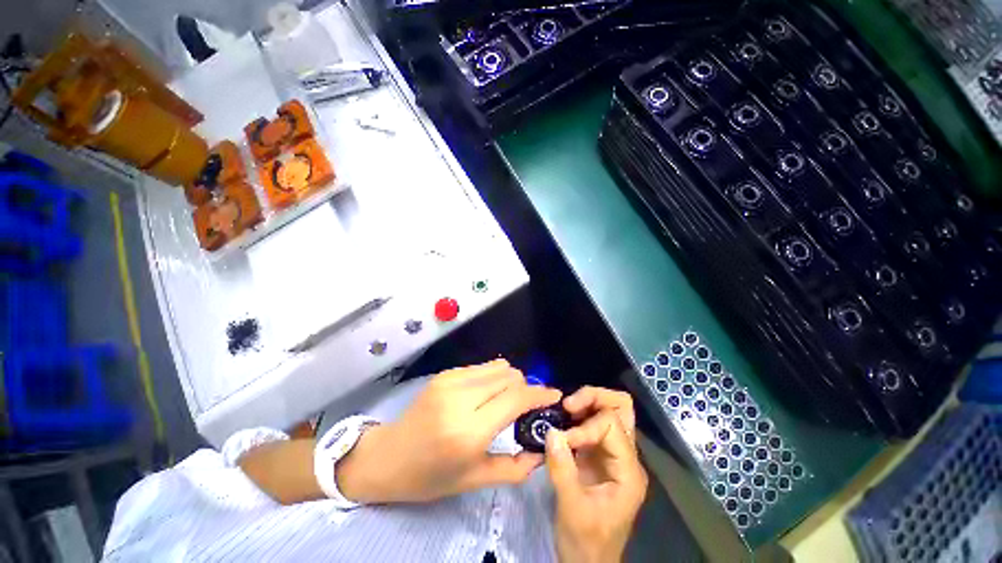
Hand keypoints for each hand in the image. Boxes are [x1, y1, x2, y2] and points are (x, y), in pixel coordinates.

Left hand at [338, 359, 561, 503]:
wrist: (387, 457)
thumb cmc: (429, 476)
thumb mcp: (473, 480)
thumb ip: (514, 468)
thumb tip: (541, 451)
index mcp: (469, 431)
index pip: (516, 399)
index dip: (540, 394)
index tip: (555, 396)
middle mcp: (461, 399)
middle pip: (510, 377)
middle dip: (526, 387)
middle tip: (528, 405)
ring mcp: (451, 381)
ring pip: (498, 367)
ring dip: (511, 380)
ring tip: (508, 398)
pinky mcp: (445, 374)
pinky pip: (482, 367)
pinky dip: (493, 377)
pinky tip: (488, 393)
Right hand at [546, 388, 647, 562]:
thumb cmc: (586, 543)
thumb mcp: (572, 510)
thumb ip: (563, 470)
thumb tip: (551, 431)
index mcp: (628, 470)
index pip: (612, 425)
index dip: (586, 425)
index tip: (563, 439)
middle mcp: (625, 456)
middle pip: (621, 407)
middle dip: (594, 397)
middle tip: (568, 405)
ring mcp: (613, 453)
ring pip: (609, 410)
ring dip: (586, 403)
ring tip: (564, 411)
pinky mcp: (598, 454)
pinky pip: (593, 422)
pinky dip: (579, 415)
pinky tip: (563, 422)